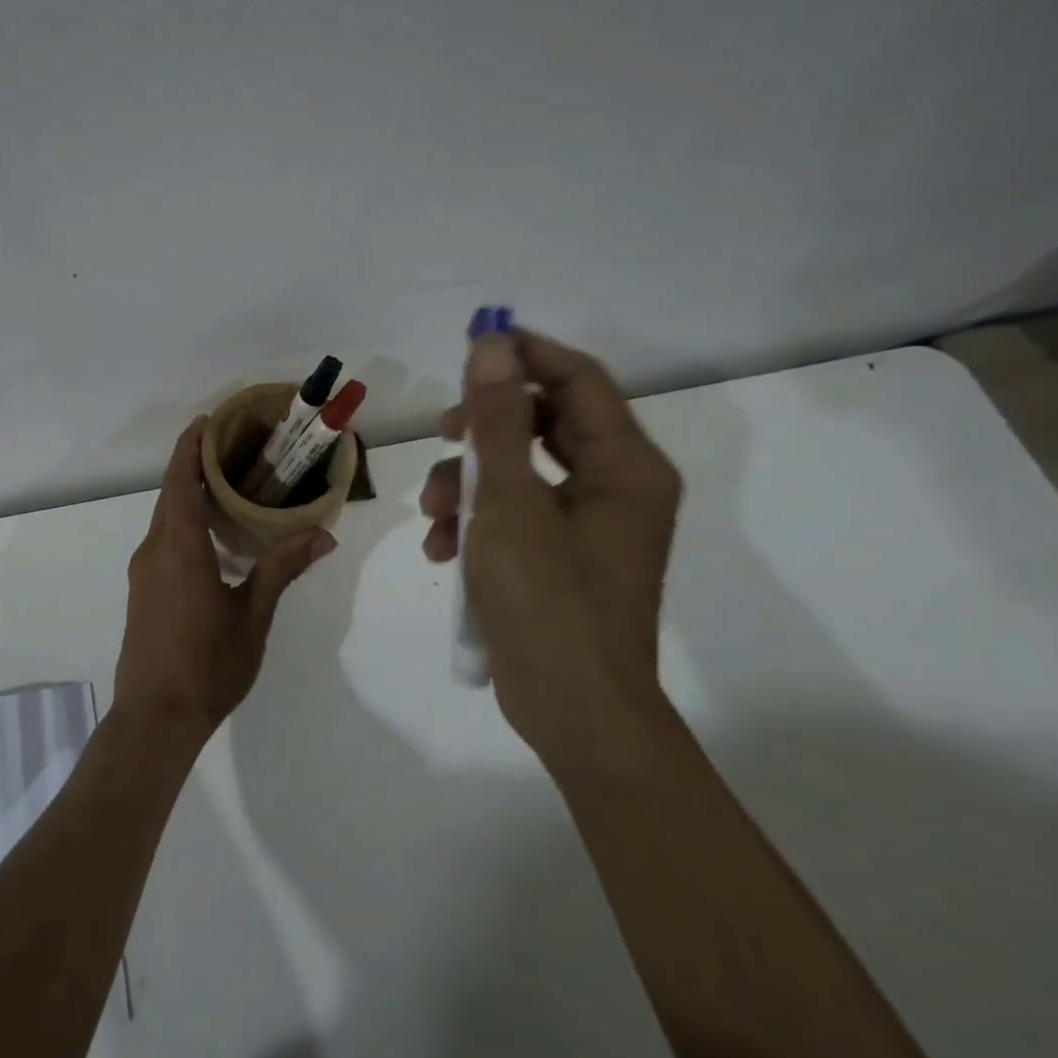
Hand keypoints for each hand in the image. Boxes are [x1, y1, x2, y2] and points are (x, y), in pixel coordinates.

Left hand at [116, 417, 335, 737]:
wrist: (155, 718)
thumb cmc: (208, 665)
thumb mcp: (252, 617)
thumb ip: (281, 569)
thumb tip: (321, 536)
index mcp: (180, 547)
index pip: (180, 480)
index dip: (190, 446)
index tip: (208, 421)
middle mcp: (154, 549)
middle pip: (170, 493)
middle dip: (193, 465)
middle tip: (233, 450)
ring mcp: (144, 571)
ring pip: (165, 517)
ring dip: (188, 494)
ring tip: (228, 486)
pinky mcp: (142, 590)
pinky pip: (162, 540)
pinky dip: (182, 521)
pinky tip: (212, 536)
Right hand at [420, 329, 681, 750]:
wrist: (573, 712)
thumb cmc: (546, 600)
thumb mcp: (509, 502)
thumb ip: (498, 420)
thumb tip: (492, 345)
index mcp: (625, 465)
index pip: (578, 379)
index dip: (524, 355)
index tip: (470, 347)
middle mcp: (617, 485)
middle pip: (544, 423)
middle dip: (482, 431)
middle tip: (442, 433)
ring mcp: (590, 524)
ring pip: (521, 471)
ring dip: (467, 484)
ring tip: (432, 519)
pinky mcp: (563, 556)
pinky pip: (516, 514)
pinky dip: (478, 522)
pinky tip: (444, 552)